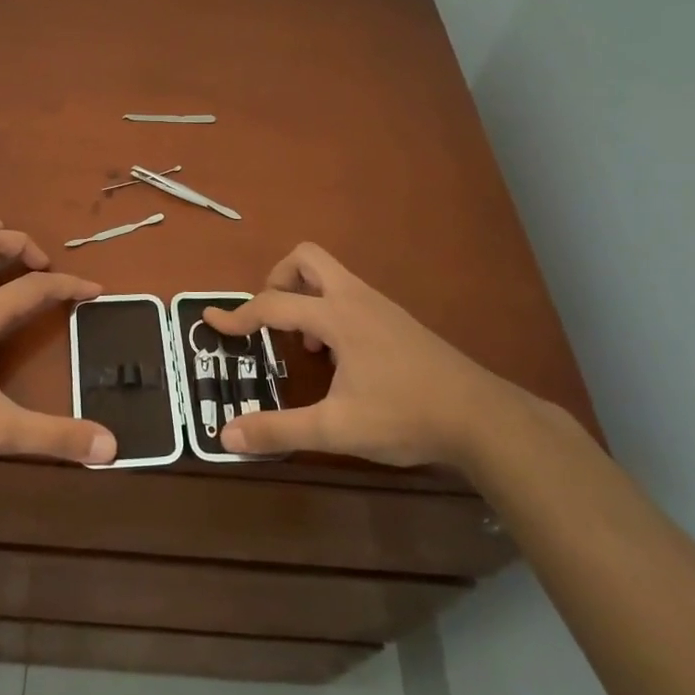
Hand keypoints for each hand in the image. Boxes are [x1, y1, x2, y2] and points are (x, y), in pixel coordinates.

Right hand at [203, 242, 513, 468]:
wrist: (482, 417)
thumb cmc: (405, 416)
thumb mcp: (336, 429)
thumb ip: (280, 430)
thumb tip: (226, 436)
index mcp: (337, 316)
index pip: (273, 304)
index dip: (237, 315)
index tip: (211, 321)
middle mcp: (356, 298)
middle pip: (306, 258)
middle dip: (278, 279)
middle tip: (270, 318)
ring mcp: (381, 306)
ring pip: (331, 275)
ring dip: (305, 297)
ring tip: (306, 345)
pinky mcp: (397, 321)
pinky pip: (350, 295)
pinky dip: (330, 311)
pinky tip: (340, 358)